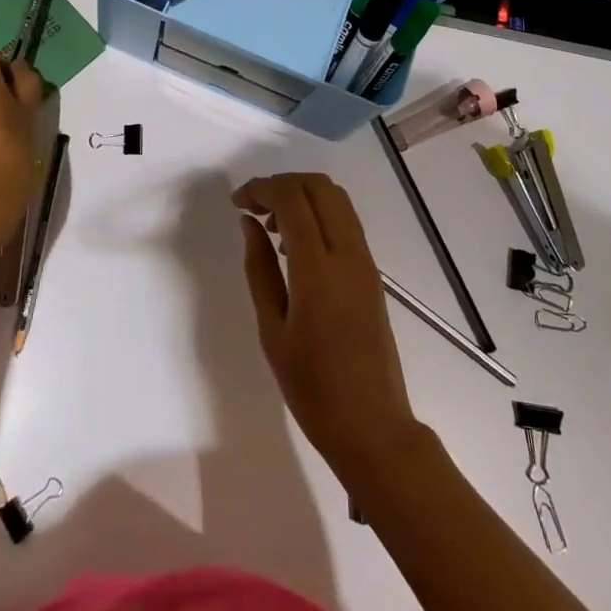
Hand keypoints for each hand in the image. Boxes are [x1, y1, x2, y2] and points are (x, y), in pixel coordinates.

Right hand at [235, 173, 426, 488]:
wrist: (372, 426)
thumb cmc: (312, 388)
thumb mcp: (272, 329)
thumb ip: (259, 268)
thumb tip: (249, 223)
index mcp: (318, 270)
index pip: (292, 200)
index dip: (262, 188)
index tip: (237, 202)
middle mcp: (348, 254)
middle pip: (319, 187)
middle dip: (282, 183)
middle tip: (252, 206)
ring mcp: (365, 261)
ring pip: (336, 199)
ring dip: (302, 195)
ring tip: (270, 224)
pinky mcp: (372, 272)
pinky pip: (346, 221)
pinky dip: (318, 213)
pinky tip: (294, 243)